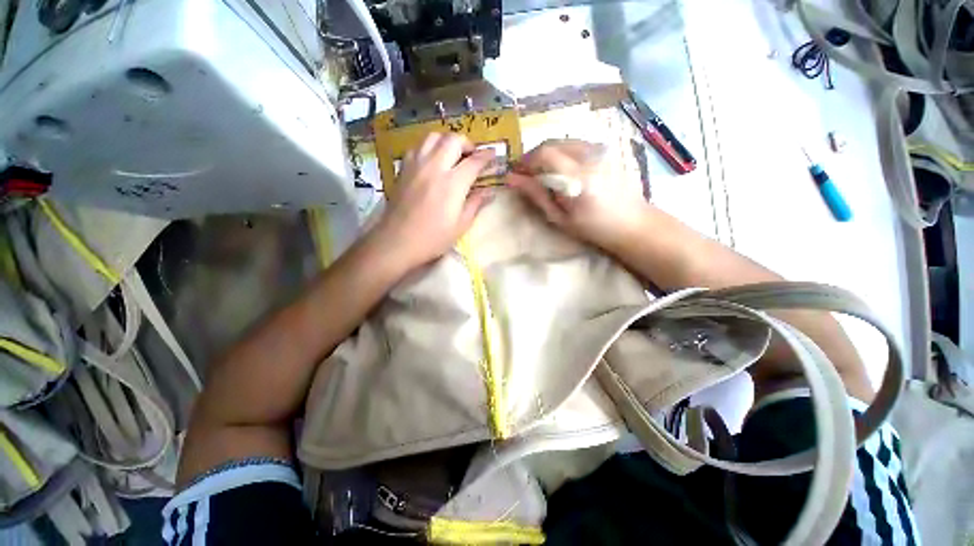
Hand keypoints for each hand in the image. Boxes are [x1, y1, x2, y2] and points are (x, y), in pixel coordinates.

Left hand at [375, 132, 494, 268]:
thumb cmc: (433, 238)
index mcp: (452, 183)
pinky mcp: (403, 169)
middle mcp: (434, 167)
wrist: (397, 241)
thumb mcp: (460, 225)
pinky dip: (430, 147)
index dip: (486, 156)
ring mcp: (416, 165)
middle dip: (467, 144)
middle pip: (453, 140)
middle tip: (473, 156)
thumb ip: (476, 204)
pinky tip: (433, 161)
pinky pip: (418, 146)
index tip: (493, 155)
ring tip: (453, 155)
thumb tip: (490, 192)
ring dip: (447, 141)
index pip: (474, 161)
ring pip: (433, 137)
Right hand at [506, 139, 649, 250]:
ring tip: (544, 173)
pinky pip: (576, 143)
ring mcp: (600, 150)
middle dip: (534, 156)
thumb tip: (512, 179)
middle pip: (552, 143)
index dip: (526, 161)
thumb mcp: (560, 217)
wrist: (632, 222)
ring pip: (563, 141)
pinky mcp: (606, 150)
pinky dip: (562, 152)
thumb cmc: (593, 227)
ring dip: (548, 154)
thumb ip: (537, 195)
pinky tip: (562, 169)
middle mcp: (590, 156)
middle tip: (528, 175)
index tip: (517, 174)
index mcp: (578, 176)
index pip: (544, 154)